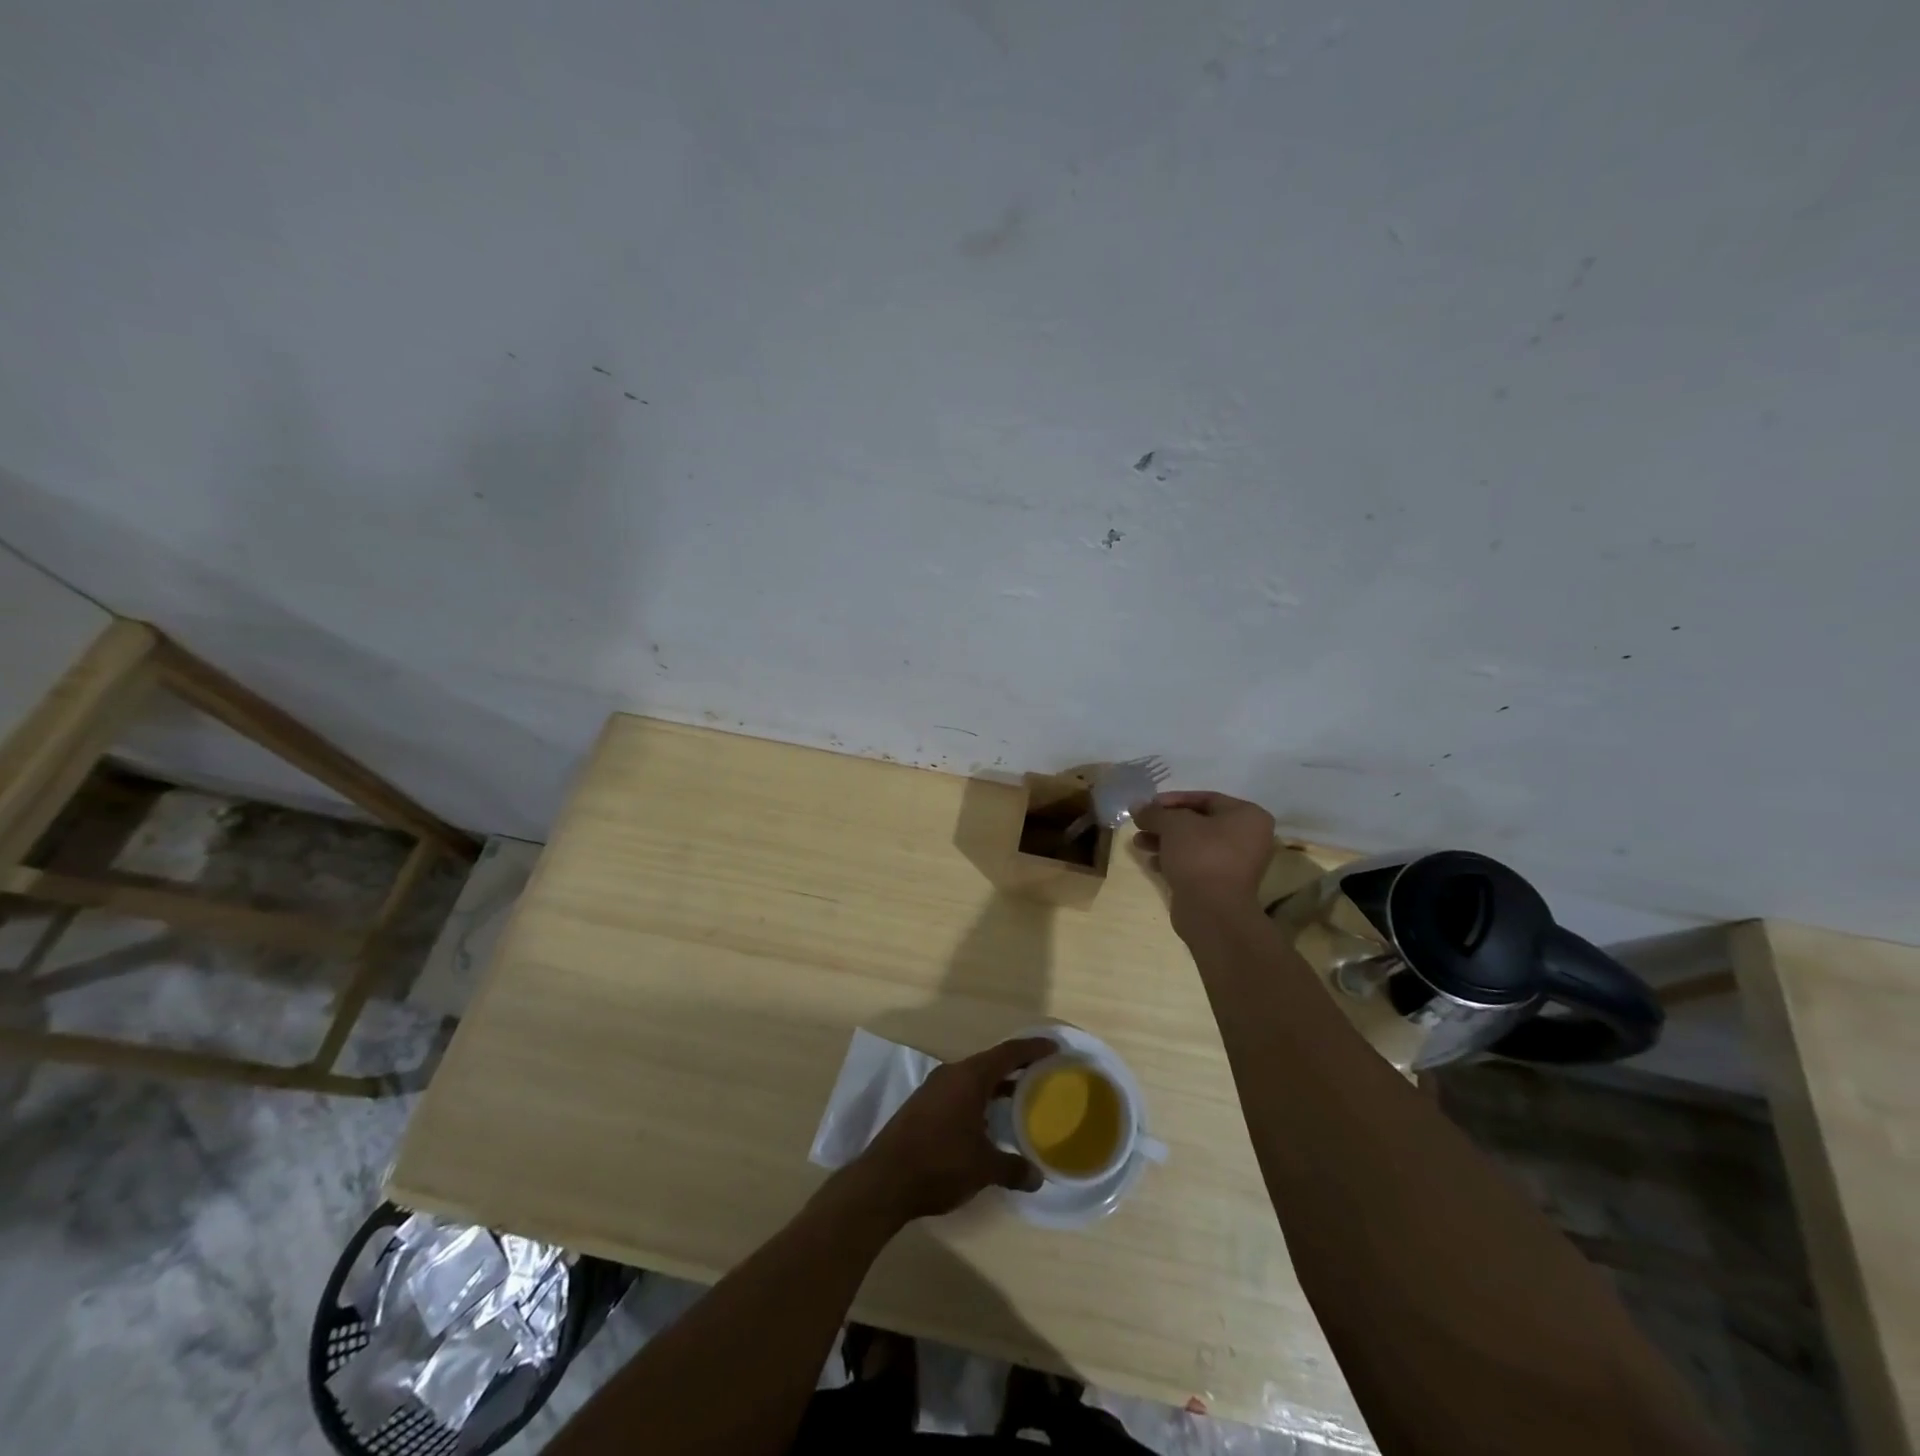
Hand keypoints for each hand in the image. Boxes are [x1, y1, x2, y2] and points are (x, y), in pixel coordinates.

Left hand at [849, 1037, 1054, 1221]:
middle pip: (990, 1062)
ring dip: (996, 1085)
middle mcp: (951, 1074)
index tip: (1055, 1049)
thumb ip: (1013, 1168)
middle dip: (1016, 1067)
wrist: (884, 1180)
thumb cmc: (939, 1164)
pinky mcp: (923, 1106)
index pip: (1008, 1053)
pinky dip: (979, 1099)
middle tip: (1043, 1074)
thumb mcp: (983, 1168)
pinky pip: (959, 1092)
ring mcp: (934, 1089)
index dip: (1033, 1049)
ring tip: (1021, 1098)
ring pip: (973, 1079)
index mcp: (969, 1077)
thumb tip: (1037, 1176)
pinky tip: (988, 1121)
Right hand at [1133, 790, 1276, 911]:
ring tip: (1139, 843)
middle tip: (1140, 824)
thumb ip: (1154, 812)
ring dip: (1165, 842)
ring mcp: (1237, 864)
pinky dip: (1174, 861)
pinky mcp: (1222, 885)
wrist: (1212, 911)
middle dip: (1165, 824)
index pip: (1206, 798)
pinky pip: (1196, 864)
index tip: (1148, 805)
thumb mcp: (1173, 825)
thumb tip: (1136, 805)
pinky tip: (1152, 864)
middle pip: (1199, 822)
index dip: (1173, 800)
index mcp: (1248, 816)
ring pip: (1194, 845)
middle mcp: (1248, 838)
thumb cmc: (1200, 856)